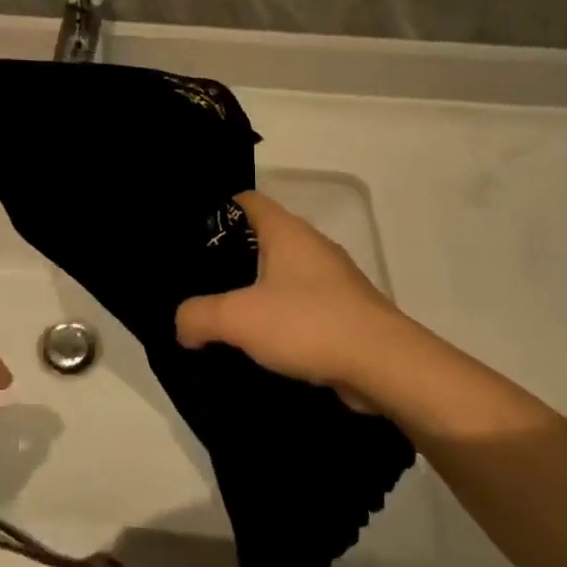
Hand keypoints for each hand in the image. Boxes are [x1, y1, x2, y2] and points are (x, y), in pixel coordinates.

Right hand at [176, 192, 408, 407]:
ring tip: (224, 311)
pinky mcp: (346, 311)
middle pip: (263, 237)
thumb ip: (198, 316)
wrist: (384, 366)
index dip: (217, 209)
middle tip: (198, 277)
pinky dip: (282, 316)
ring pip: (284, 273)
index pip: (246, 200)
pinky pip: (303, 303)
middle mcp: (311, 245)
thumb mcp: (238, 318)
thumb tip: (181, 325)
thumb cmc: (308, 323)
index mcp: (286, 230)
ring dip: (258, 289)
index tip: (190, 231)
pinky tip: (262, 341)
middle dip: (231, 254)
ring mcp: (333, 278)